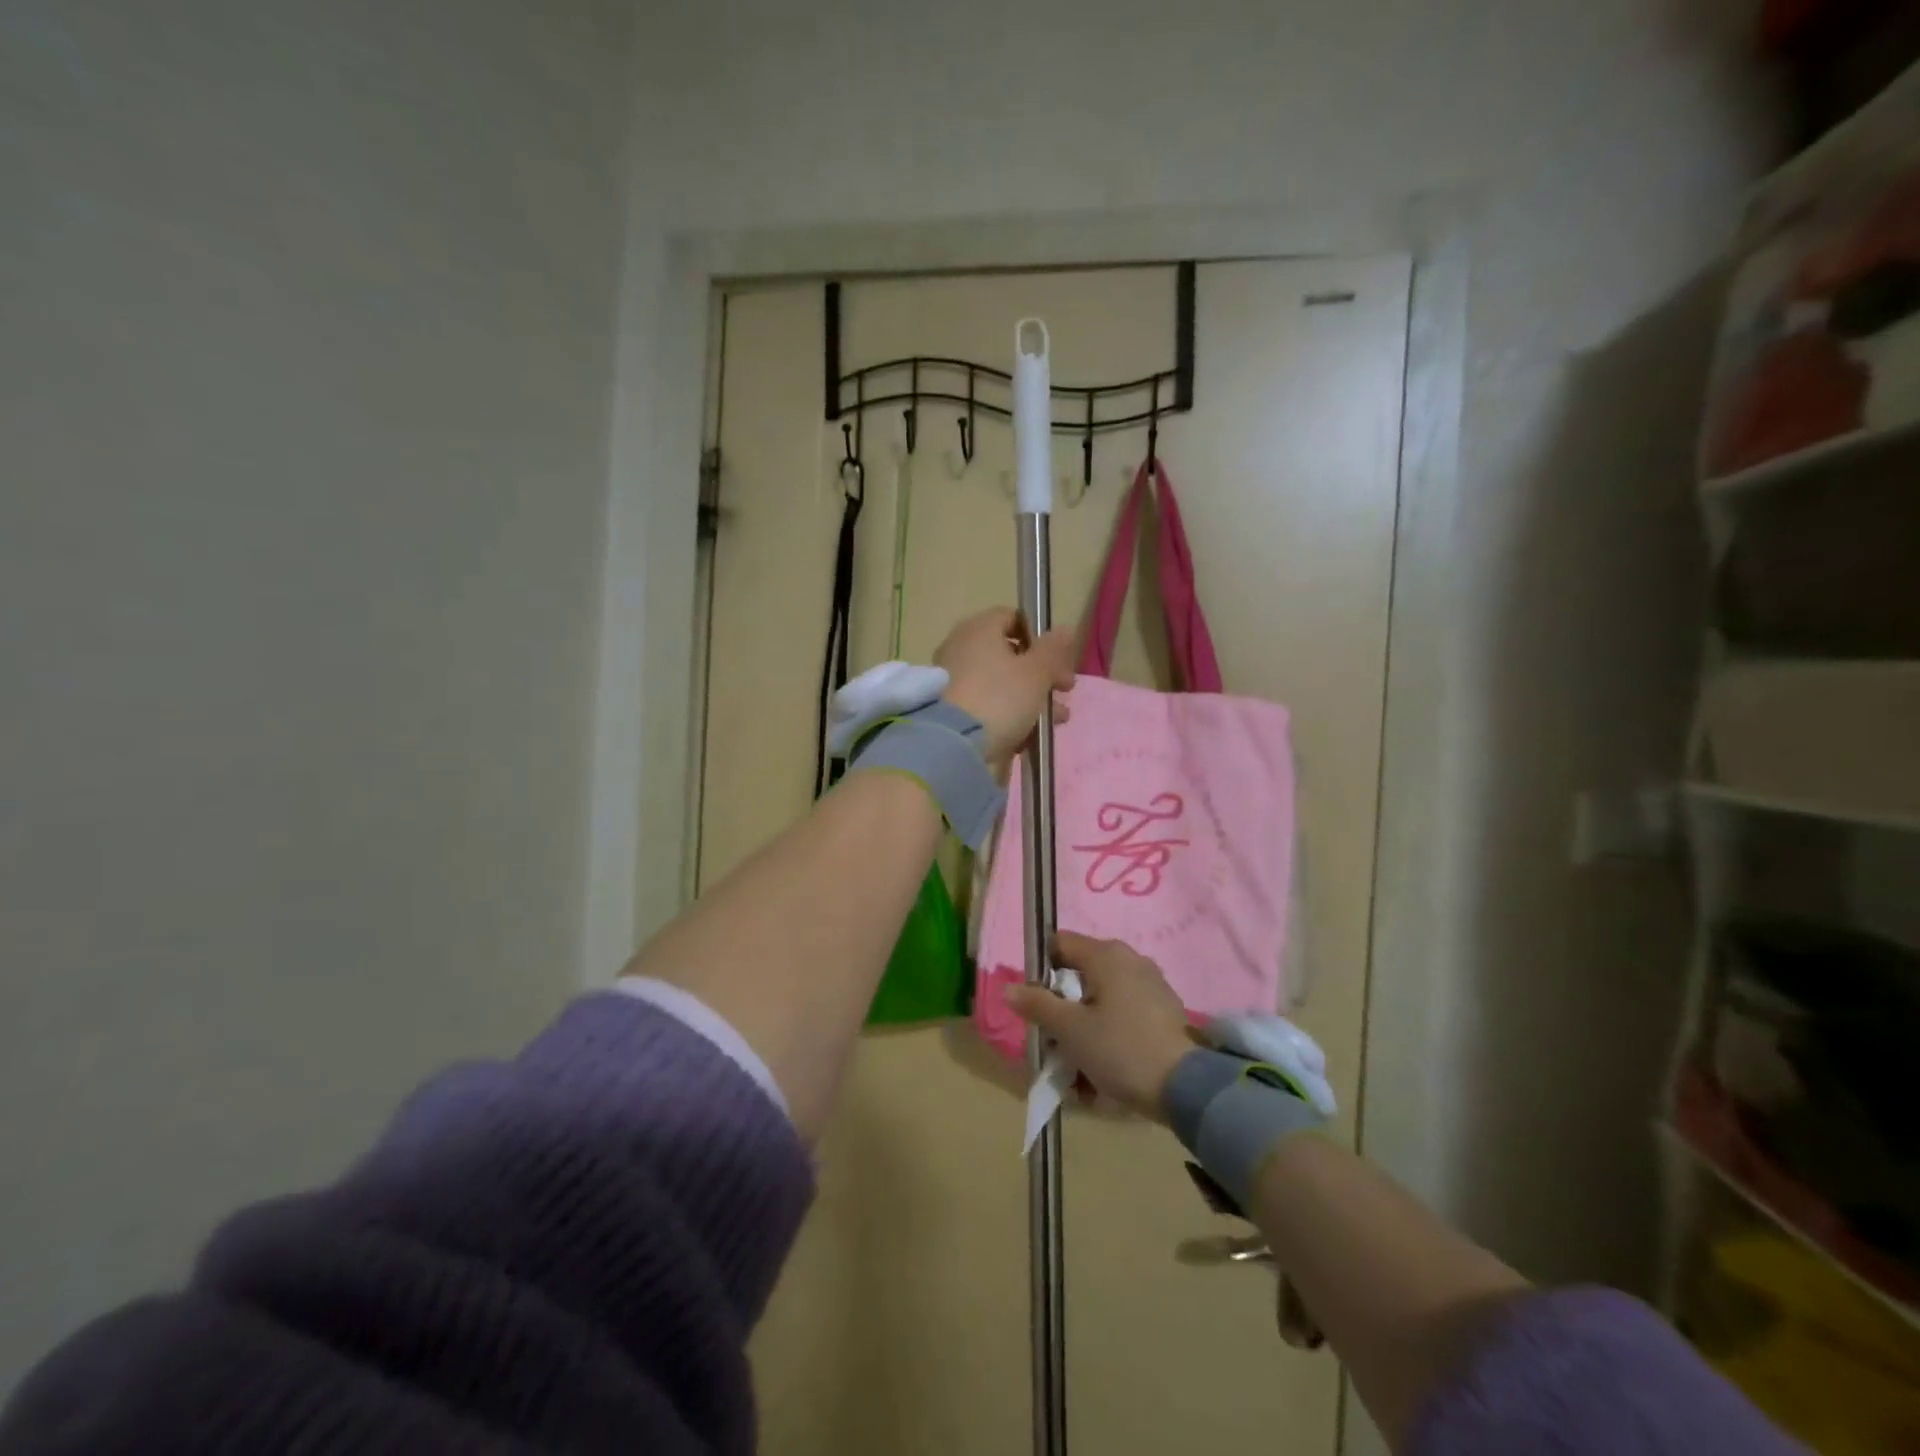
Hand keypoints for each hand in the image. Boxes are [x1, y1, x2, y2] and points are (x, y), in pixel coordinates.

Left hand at [934, 608, 1075, 769]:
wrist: (954, 746)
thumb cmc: (1000, 698)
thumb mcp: (1036, 672)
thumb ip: (1053, 650)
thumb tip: (1063, 630)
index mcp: (978, 630)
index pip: (1012, 618)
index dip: (1039, 636)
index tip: (1059, 658)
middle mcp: (961, 649)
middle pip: (1009, 654)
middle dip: (1042, 673)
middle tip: (1065, 690)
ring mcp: (954, 681)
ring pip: (1001, 683)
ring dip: (1032, 698)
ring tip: (1057, 719)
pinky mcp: (952, 711)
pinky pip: (987, 706)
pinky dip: (1009, 715)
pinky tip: (1030, 735)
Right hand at [1002, 932, 1193, 1120]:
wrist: (1186, 1088)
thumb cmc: (1120, 1048)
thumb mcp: (1070, 1030)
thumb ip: (1038, 1005)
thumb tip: (1010, 987)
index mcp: (1106, 954)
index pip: (1060, 943)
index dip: (1041, 969)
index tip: (1035, 1003)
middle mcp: (1130, 959)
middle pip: (1080, 974)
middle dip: (1063, 1006)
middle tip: (1055, 1040)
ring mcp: (1151, 984)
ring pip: (1102, 998)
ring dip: (1085, 1026)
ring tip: (1078, 1065)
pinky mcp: (1164, 1010)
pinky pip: (1124, 1014)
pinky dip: (1109, 1034)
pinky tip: (1105, 1068)